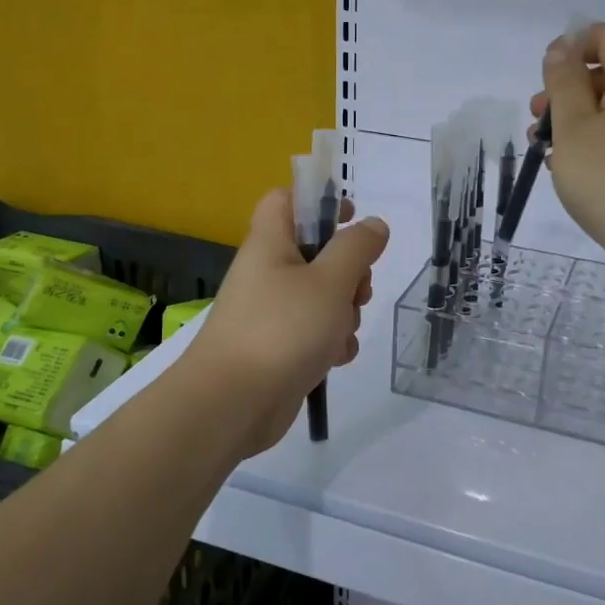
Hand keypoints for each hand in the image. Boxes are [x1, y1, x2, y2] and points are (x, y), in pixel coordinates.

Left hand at [181, 189, 388, 458]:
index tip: (350, 220)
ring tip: (343, 331)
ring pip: (321, 296)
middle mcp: (267, 272)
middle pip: (315, 252)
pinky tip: (336, 358)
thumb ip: (356, 248)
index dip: (318, 201)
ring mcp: (271, 312)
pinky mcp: (277, 348)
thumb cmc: (282, 330)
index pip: (285, 200)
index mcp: (270, 243)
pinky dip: (330, 342)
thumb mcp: (330, 281)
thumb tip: (373, 224)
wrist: (231, 404)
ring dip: (344, 311)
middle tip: (358, 290)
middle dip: (348, 270)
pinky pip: (313, 332)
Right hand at [533, 22, 604, 273]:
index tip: (546, 76)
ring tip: (547, 151)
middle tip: (537, 120)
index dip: (575, 45)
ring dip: (580, 119)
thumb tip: (563, 47)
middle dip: (570, 89)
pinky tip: (577, 171)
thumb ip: (564, 83)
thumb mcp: (574, 128)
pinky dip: (601, 141)